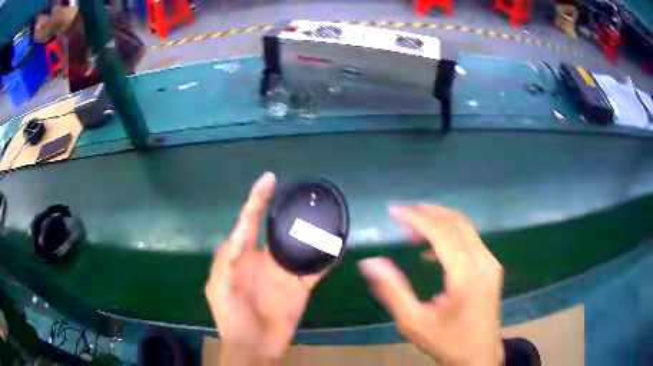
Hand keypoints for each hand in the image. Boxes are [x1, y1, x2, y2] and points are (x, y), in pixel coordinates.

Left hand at [205, 172, 330, 364]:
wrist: (254, 347)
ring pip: (299, 246)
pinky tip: (338, 246)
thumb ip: (227, 261)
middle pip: (276, 230)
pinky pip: (315, 269)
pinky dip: (327, 258)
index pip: (248, 222)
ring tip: (323, 213)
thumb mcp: (219, 288)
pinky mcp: (300, 288)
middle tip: (303, 194)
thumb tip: (240, 233)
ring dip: (310, 232)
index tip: (269, 179)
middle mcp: (264, 260)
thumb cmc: (231, 319)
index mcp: (241, 257)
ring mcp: (283, 274)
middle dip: (286, 211)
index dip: (257, 199)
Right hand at [358, 205, 503, 365]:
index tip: (393, 212)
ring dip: (439, 221)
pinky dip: (450, 234)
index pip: (441, 232)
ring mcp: (491, 263)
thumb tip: (370, 263)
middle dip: (428, 213)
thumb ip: (392, 291)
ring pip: (465, 227)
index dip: (416, 218)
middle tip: (401, 216)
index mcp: (466, 275)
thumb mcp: (414, 323)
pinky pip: (470, 240)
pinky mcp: (491, 268)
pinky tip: (432, 250)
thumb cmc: (447, 342)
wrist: (480, 356)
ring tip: (412, 231)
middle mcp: (483, 262)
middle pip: (456, 222)